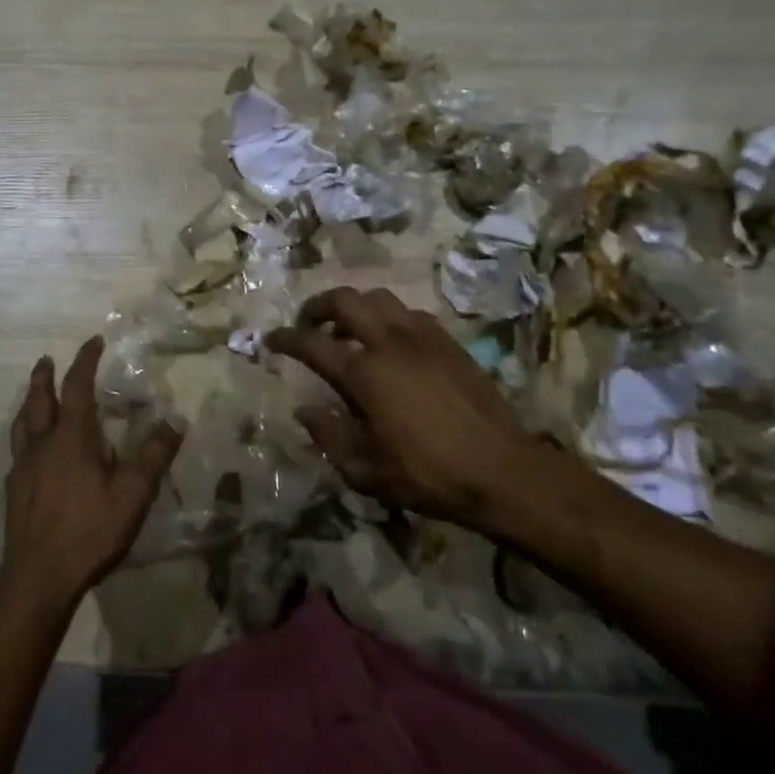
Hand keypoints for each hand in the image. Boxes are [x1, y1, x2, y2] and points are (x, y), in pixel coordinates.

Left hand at [0, 337, 182, 606]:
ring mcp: (23, 468)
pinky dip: (25, 436)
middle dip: (45, 376)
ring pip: (22, 423)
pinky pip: (18, 451)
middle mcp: (43, 444)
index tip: (94, 341)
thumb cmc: (89, 531)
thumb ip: (153, 455)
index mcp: (71, 437)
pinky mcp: (14, 491)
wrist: (38, 578)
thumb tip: (174, 419)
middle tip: (47, 359)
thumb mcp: (132, 494)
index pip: (77, 386)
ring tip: (34, 396)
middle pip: (39, 399)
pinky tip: (31, 451)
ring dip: (29, 402)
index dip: (85, 361)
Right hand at [268, 287, 545, 530]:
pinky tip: (391, 342)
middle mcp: (389, 343)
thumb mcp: (366, 471)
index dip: (286, 338)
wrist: (501, 470)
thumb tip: (305, 411)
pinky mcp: (448, 341)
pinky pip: (409, 313)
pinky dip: (389, 318)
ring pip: (379, 298)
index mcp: (364, 374)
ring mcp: (422, 336)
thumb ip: (329, 436)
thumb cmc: (428, 475)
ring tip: (348, 329)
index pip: (311, 343)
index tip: (272, 340)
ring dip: (355, 307)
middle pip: (344, 300)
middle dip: (317, 306)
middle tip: (308, 324)